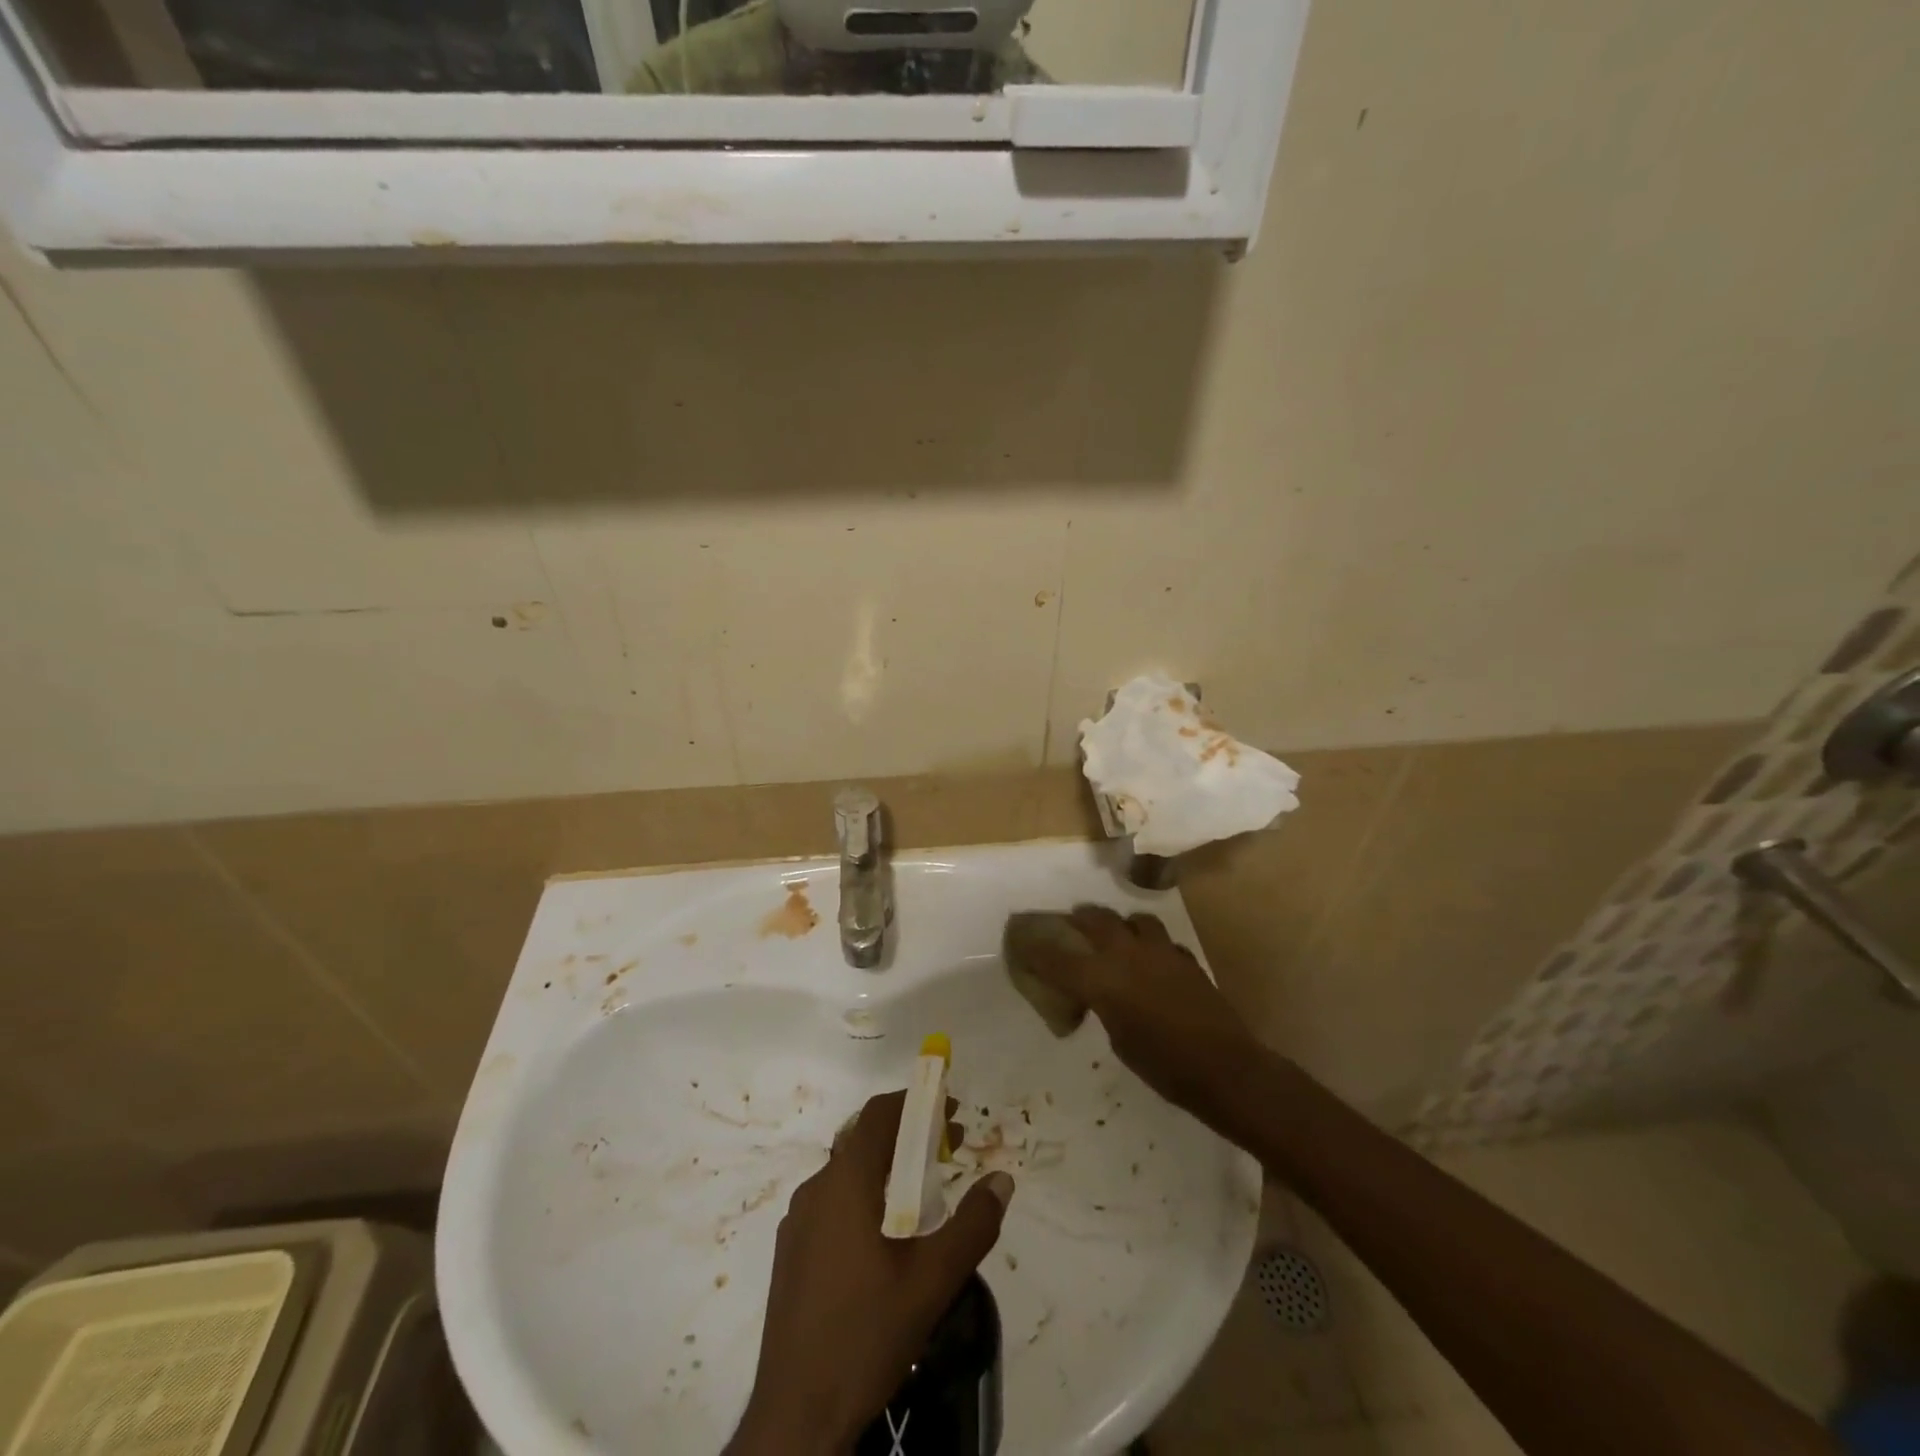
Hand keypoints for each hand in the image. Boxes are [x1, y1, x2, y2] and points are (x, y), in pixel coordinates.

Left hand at [727, 1090, 1014, 1455]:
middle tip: (949, 1151)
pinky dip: (865, 1196)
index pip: (878, 1115)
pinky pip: (833, 1203)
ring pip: (847, 1173)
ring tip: (925, 1195)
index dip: (915, 1102)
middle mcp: (816, 1190)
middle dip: (908, 1135)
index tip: (950, 1111)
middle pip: (864, 1140)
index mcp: (845, 1184)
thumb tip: (1002, 1179)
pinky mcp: (791, 1253)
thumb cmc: (866, 1335)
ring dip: (887, 1168)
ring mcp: (798, 1223)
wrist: (796, 1417)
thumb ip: (973, 1225)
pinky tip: (887, 1238)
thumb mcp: (933, 1281)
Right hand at [1027, 905, 1260, 1116]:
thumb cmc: (1162, 1066)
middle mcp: (1126, 954)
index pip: (1057, 957)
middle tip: (1071, 926)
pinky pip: (1160, 939)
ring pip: (1132, 919)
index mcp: (1102, 979)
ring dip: (1119, 924)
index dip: (1036, 949)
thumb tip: (1100, 997)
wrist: (1222, 1067)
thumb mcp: (1118, 1040)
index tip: (1023, 943)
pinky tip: (1151, 959)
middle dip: (1079, 920)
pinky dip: (1149, 943)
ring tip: (1116, 936)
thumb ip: (1103, 1006)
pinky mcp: (1184, 957)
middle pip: (1095, 919)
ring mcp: (1159, 951)